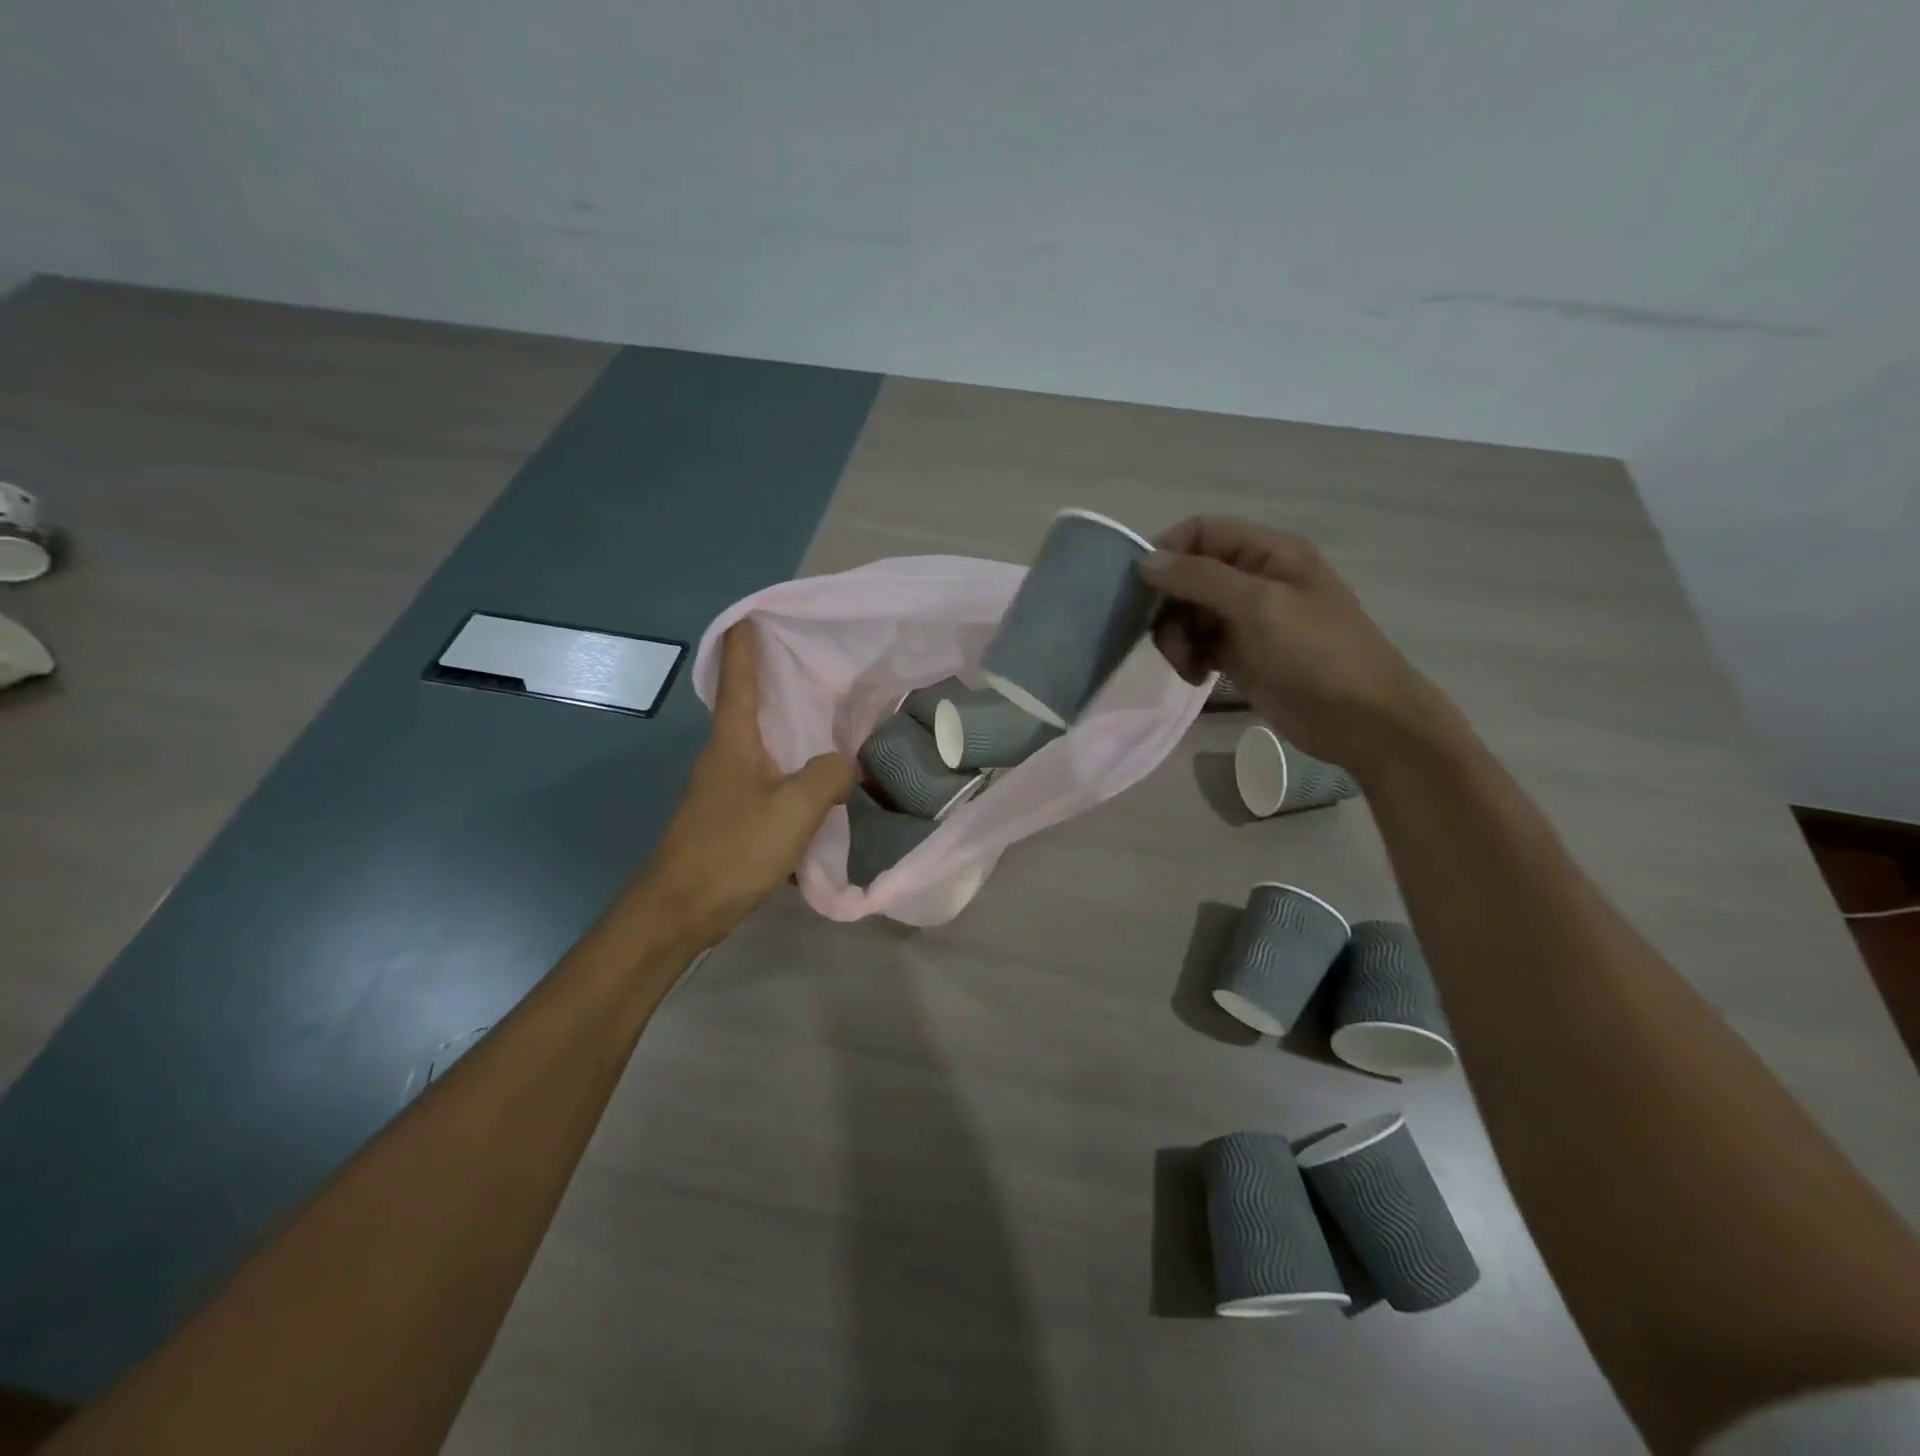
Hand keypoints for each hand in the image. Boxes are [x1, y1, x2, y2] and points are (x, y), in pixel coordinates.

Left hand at [629, 621, 851, 949]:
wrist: (680, 909)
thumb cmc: (733, 849)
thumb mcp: (793, 809)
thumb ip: (827, 777)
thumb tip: (842, 766)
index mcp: (733, 741)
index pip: (737, 679)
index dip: (744, 644)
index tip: (752, 612)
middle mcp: (724, 755)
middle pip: (748, 706)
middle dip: (773, 680)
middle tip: (812, 661)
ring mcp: (723, 786)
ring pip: (761, 745)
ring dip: (786, 729)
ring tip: (826, 718)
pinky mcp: (729, 815)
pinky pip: (767, 779)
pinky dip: (790, 770)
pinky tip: (817, 784)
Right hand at [1141, 516, 1452, 771]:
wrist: (1360, 719)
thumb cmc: (1316, 652)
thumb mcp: (1259, 606)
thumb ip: (1200, 578)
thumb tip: (1144, 561)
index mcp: (1266, 552)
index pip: (1200, 532)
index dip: (1167, 553)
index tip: (1142, 589)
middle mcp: (1253, 578)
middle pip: (1188, 575)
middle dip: (1169, 605)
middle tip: (1168, 639)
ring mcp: (1246, 618)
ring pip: (1187, 613)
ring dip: (1176, 638)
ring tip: (1189, 666)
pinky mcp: (1240, 654)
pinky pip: (1197, 644)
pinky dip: (1189, 658)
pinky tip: (1198, 678)